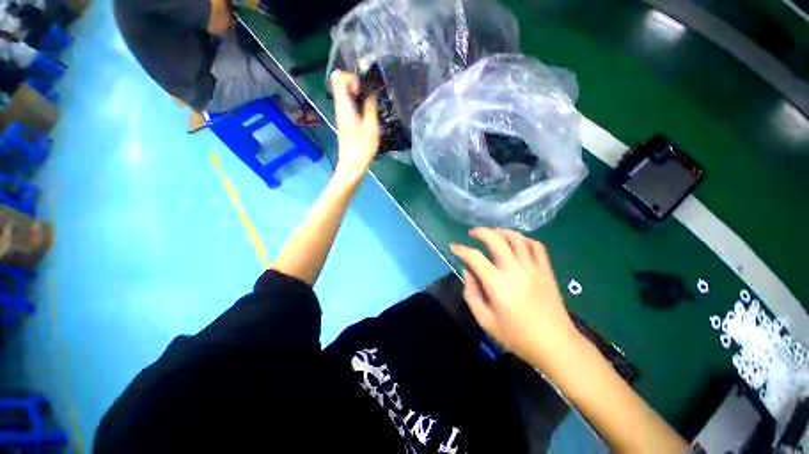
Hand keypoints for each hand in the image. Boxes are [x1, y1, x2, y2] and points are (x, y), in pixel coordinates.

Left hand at [330, 71, 378, 182]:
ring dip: (359, 94)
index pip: (337, 77)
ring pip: (346, 93)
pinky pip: (349, 104)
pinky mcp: (345, 121)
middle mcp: (340, 107)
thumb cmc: (362, 149)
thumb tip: (371, 89)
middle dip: (357, 84)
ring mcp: (342, 114)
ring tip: (371, 106)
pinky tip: (368, 115)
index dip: (351, 77)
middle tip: (369, 97)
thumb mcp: (371, 127)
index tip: (362, 90)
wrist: (352, 166)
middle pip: (341, 83)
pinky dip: (358, 103)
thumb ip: (370, 106)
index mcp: (344, 107)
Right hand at [450, 228, 581, 370]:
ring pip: (517, 238)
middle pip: (496, 239)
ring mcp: (533, 268)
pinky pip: (537, 247)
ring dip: (502, 232)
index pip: (474, 257)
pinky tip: (518, 242)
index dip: (461, 249)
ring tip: (494, 233)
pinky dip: (525, 240)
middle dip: (481, 232)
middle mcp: (514, 270)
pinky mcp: (546, 271)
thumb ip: (472, 293)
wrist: (556, 345)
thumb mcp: (485, 320)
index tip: (454, 247)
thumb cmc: (517, 336)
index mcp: (497, 283)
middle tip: (473, 233)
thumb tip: (468, 271)